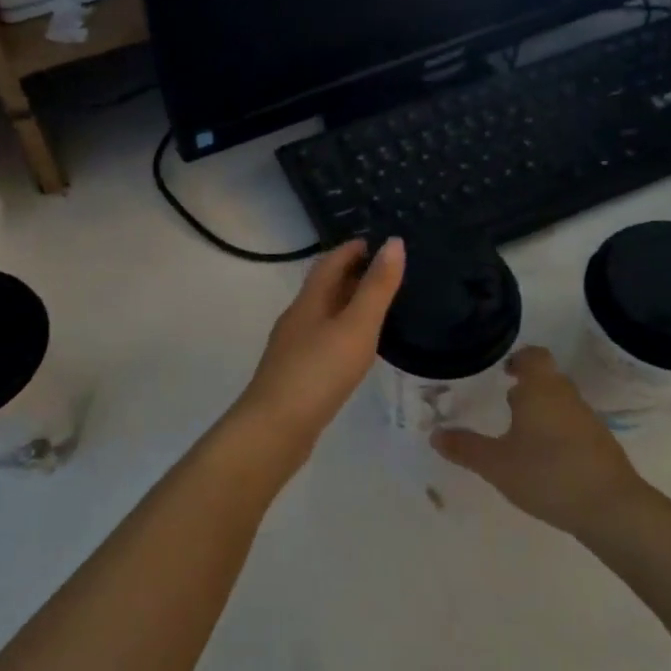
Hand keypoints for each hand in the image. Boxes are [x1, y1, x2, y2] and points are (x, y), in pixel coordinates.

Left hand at [238, 238, 405, 449]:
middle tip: (387, 270)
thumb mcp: (356, 326)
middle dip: (352, 274)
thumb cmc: (319, 372)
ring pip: (323, 314)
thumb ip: (377, 287)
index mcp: (309, 301)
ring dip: (347, 303)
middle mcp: (297, 318)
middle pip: (324, 286)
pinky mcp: (296, 373)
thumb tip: (394, 242)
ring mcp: (293, 347)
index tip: (379, 241)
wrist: (275, 428)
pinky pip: (322, 339)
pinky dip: (342, 331)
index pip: (330, 262)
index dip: (353, 249)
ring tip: (378, 305)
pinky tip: (355, 347)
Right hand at [432, 347, 645, 536]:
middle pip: (547, 379)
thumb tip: (436, 434)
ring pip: (560, 404)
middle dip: (526, 388)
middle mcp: (566, 396)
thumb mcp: (496, 464)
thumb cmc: (547, 474)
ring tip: (519, 436)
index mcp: (541, 389)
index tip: (502, 372)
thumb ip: (465, 448)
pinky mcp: (601, 444)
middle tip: (502, 405)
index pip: (533, 356)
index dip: (518, 359)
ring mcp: (588, 420)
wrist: (611, 508)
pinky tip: (544, 460)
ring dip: (542, 413)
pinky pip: (573, 426)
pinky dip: (557, 434)